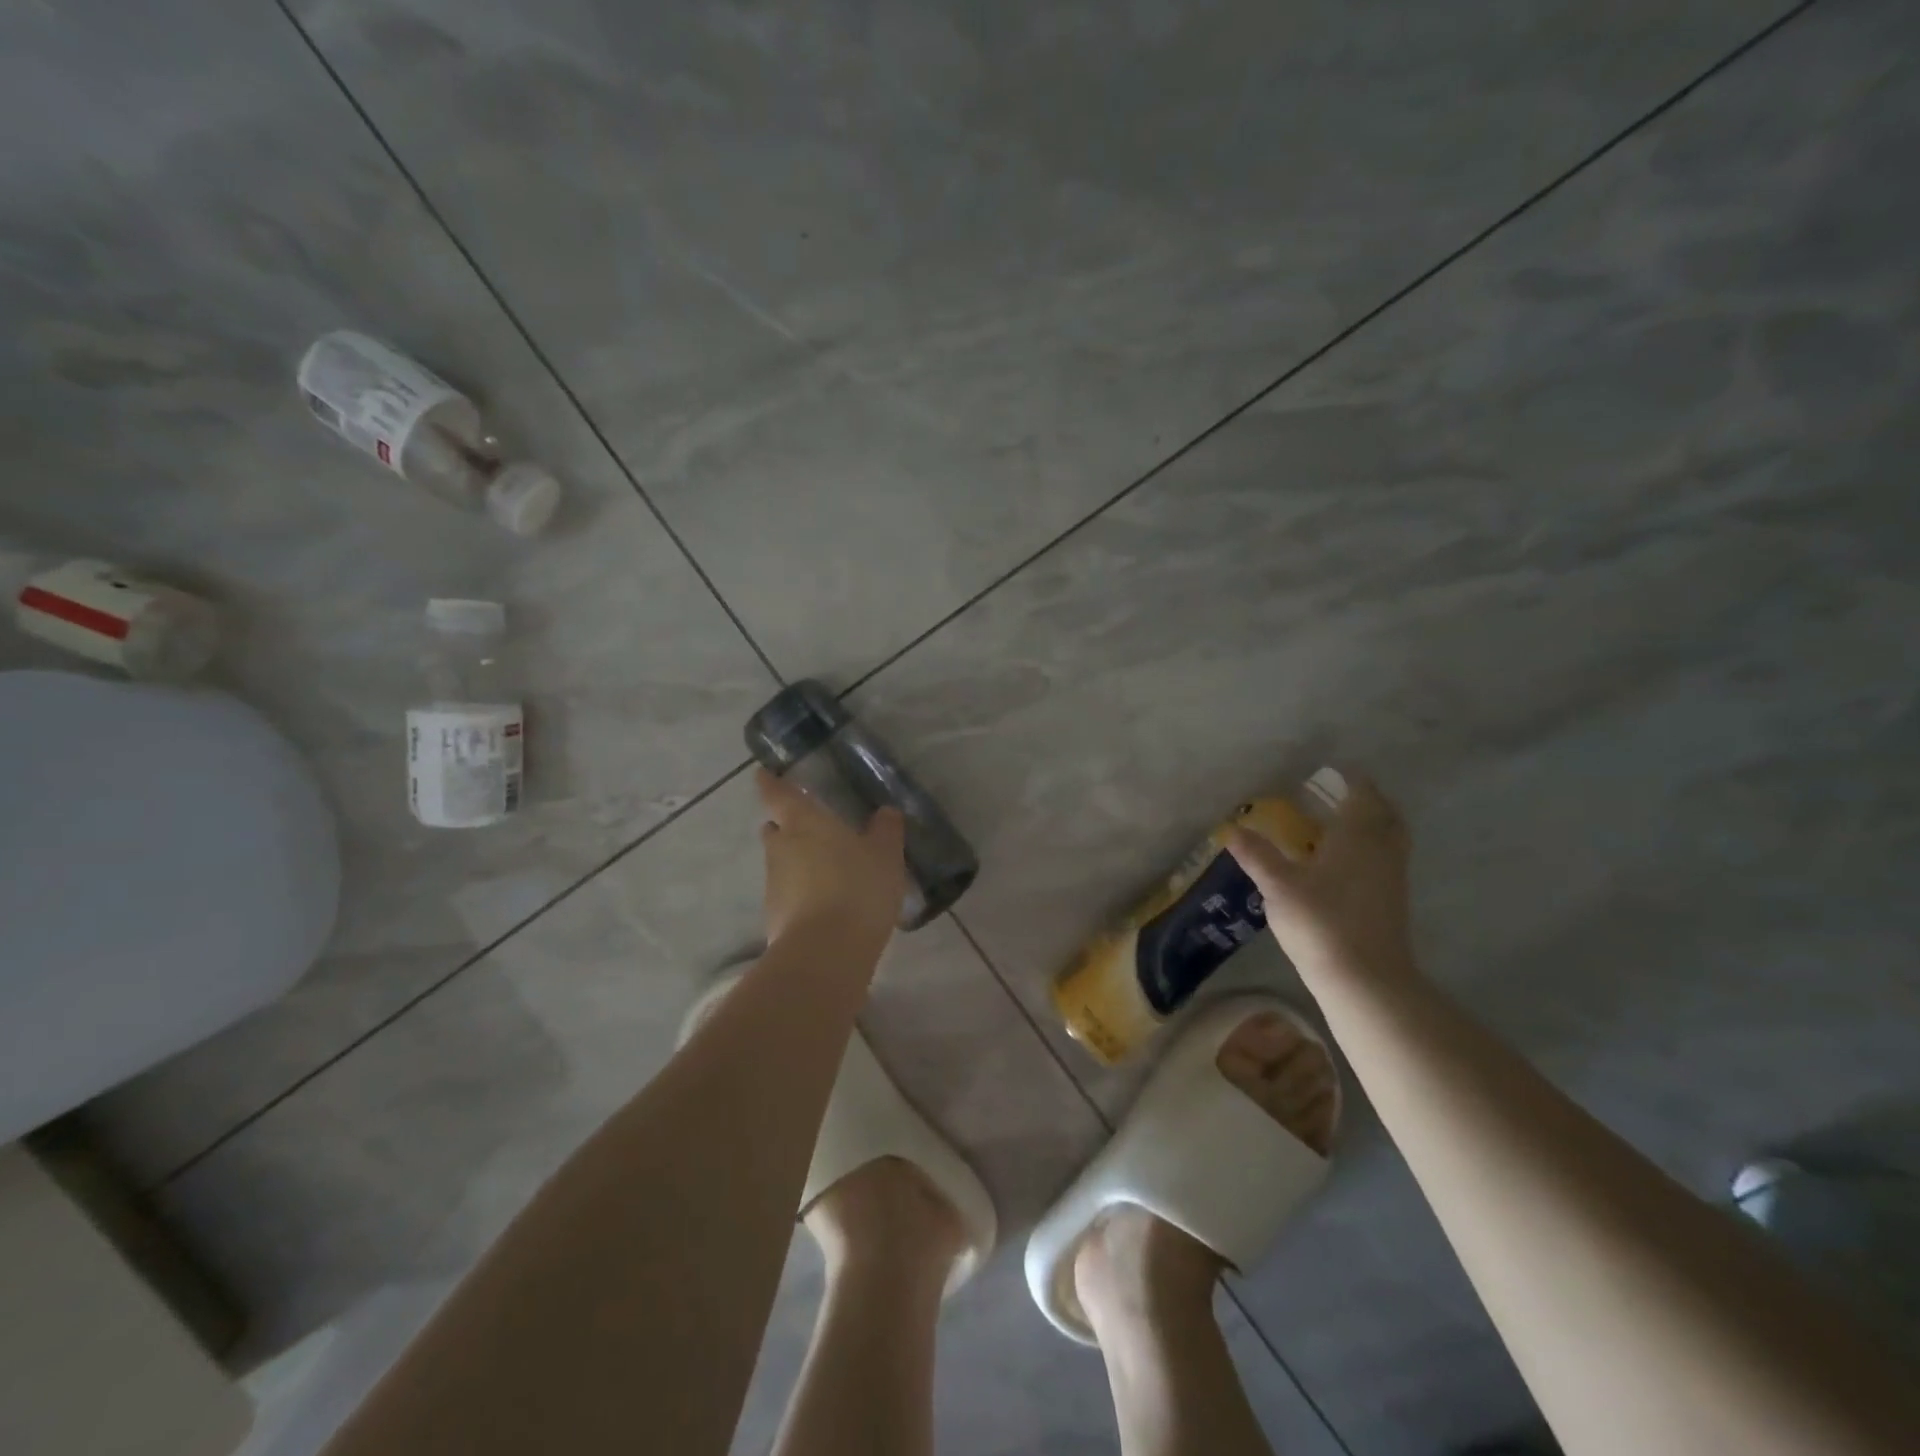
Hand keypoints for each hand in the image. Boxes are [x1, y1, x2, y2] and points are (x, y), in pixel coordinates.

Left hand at [756, 768, 907, 950]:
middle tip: (811, 828)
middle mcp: (780, 848)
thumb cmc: (857, 888)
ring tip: (827, 870)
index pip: (777, 794)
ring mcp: (773, 885)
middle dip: (786, 826)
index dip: (770, 782)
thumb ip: (886, 830)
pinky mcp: (774, 918)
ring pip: (781, 863)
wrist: (826, 953)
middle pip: (775, 829)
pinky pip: (788, 895)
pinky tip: (826, 904)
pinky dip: (801, 894)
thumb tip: (886, 811)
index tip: (764, 774)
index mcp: (803, 823)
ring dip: (797, 863)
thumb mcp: (885, 855)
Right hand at [1226, 770, 1418, 989]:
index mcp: (1358, 835)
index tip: (1333, 771)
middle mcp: (1382, 849)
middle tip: (1338, 796)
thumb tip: (1231, 829)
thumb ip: (1257, 854)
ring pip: (1390, 838)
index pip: (1362, 794)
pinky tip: (1344, 864)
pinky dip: (1371, 850)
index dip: (1351, 779)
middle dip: (1365, 800)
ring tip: (1339, 827)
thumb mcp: (1278, 885)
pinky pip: (1386, 860)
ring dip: (1371, 825)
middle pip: (1384, 813)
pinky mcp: (1393, 901)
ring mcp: (1392, 876)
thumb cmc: (1321, 921)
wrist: (1366, 979)